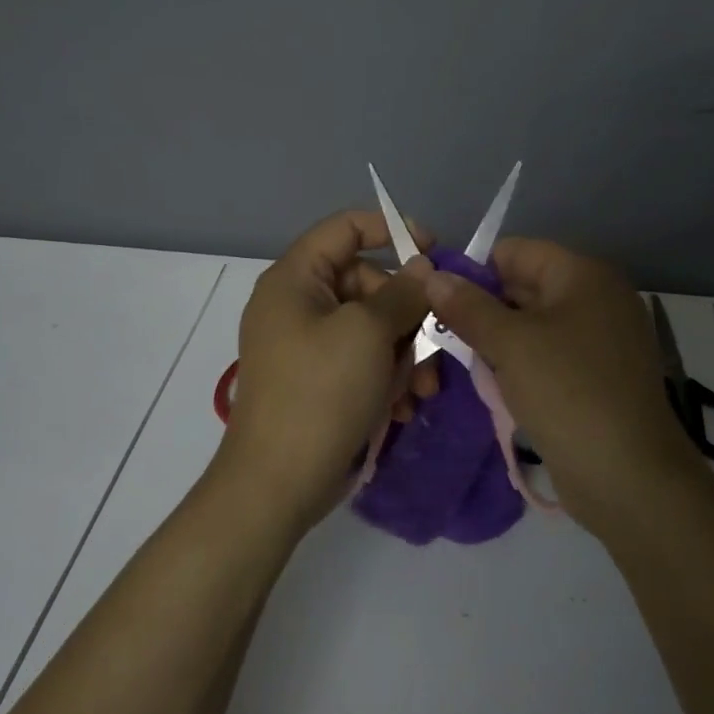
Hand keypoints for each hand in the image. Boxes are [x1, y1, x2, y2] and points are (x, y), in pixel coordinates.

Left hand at [214, 211, 438, 534]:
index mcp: (295, 279)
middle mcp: (298, 304)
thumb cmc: (321, 393)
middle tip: (435, 342)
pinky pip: (363, 360)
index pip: (345, 228)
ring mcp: (308, 345)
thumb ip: (402, 292)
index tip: (435, 252)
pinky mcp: (320, 380)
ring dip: (404, 353)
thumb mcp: (368, 333)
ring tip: (421, 389)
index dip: (391, 229)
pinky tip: (403, 407)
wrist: (278, 485)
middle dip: (407, 314)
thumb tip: (425, 268)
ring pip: (373, 326)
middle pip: (367, 282)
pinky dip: (387, 377)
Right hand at [421, 238, 701, 530]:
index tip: (437, 301)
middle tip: (440, 333)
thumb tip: (433, 276)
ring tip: (461, 361)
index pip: (515, 252)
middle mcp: (597, 298)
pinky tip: (495, 384)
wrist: (630, 478)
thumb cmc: (567, 393)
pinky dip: (521, 363)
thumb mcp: (510, 344)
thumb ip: (468, 307)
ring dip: (498, 339)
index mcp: (584, 275)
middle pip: (525, 286)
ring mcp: (602, 339)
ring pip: (534, 324)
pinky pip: (550, 354)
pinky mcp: (599, 376)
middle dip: (482, 308)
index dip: (473, 271)